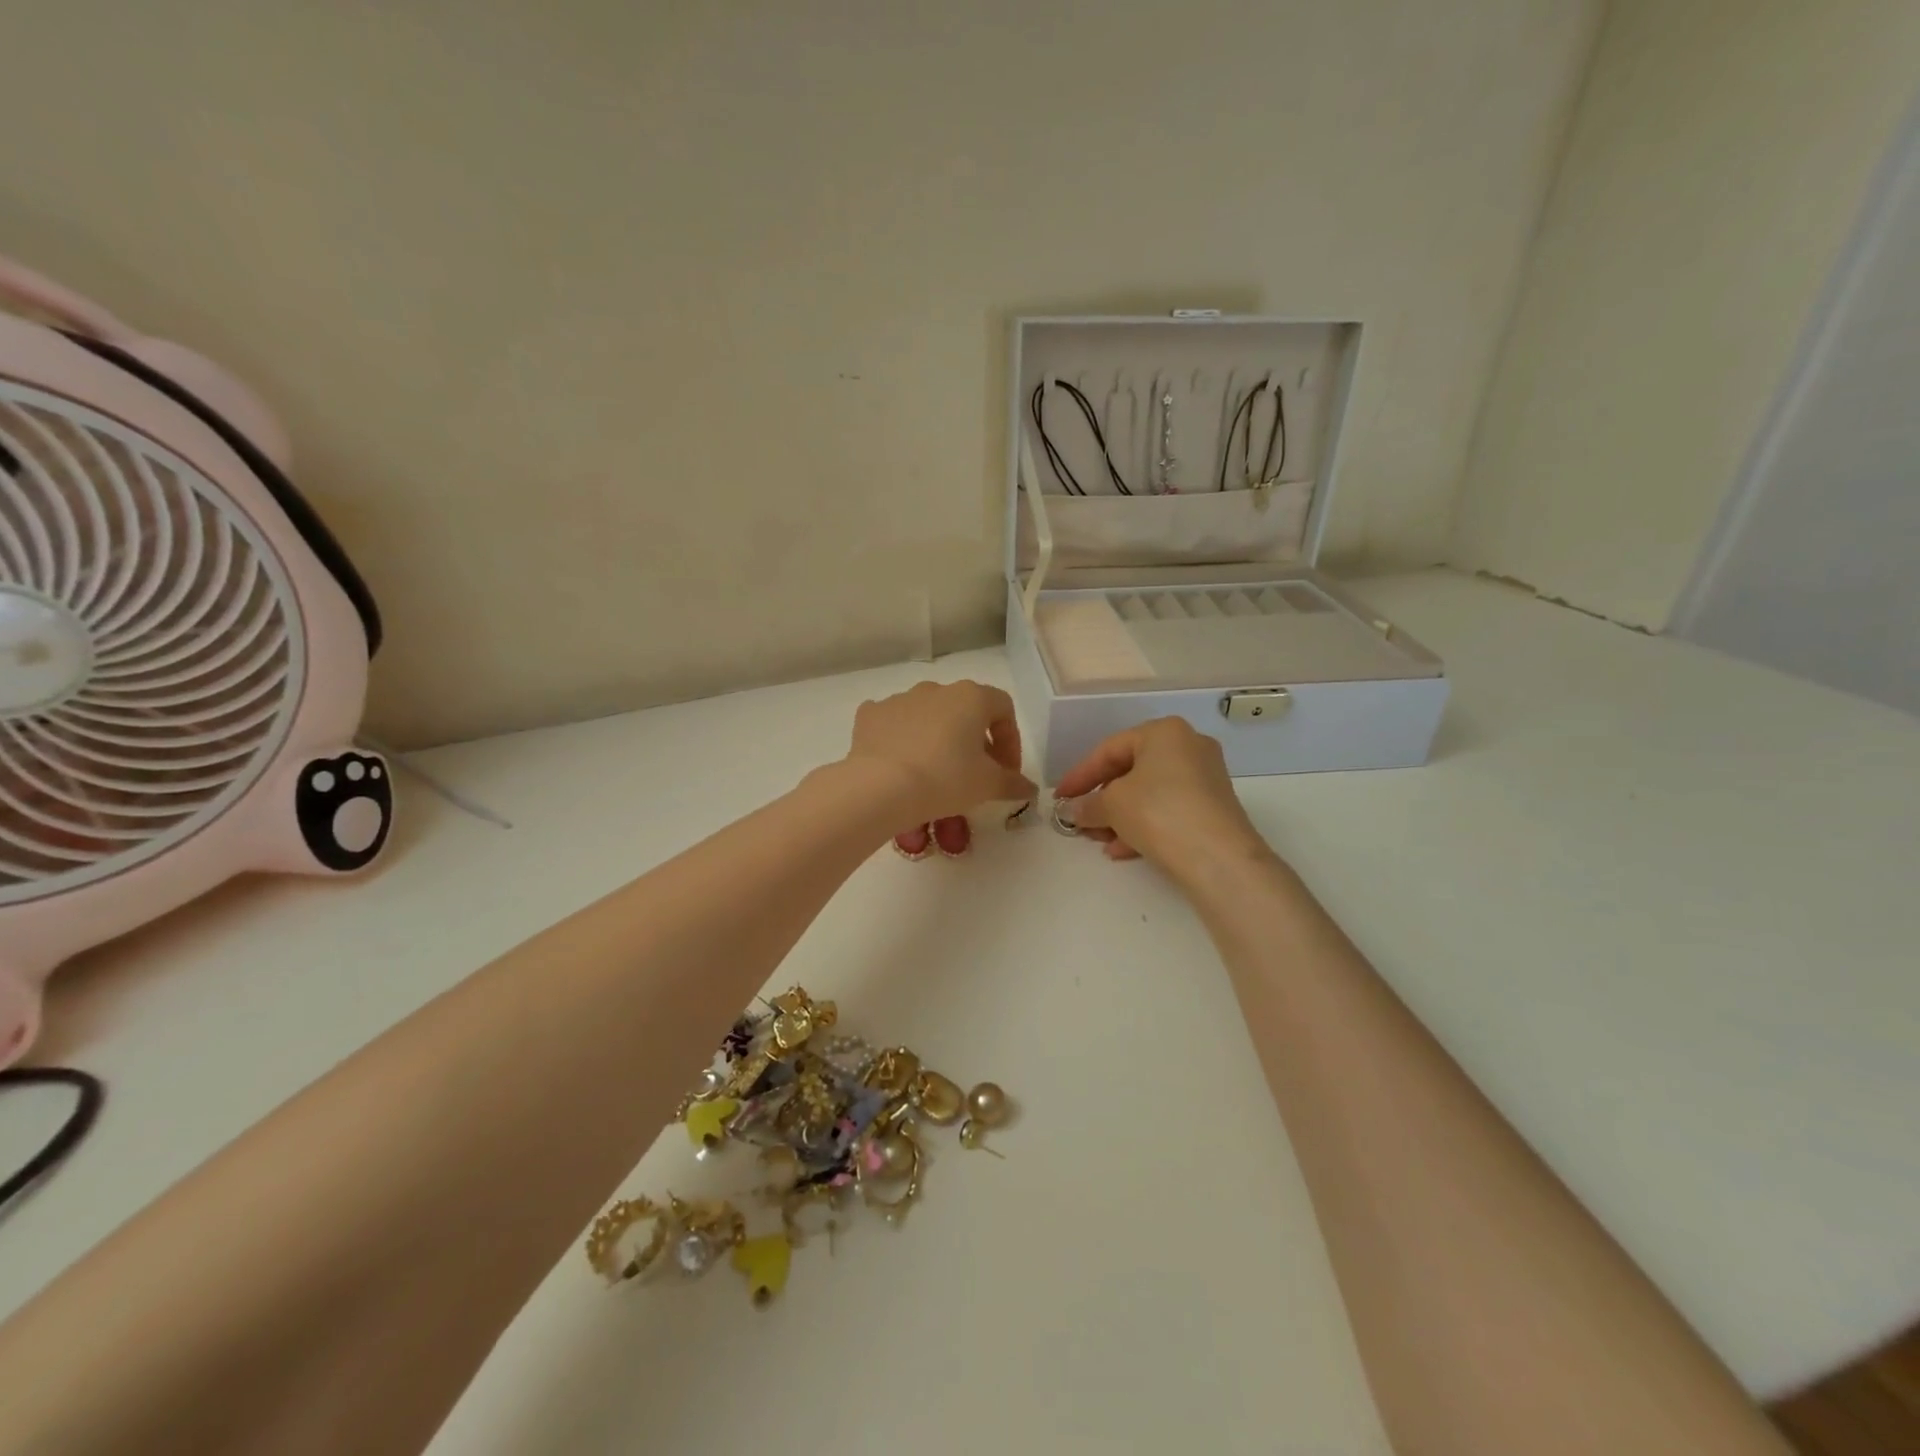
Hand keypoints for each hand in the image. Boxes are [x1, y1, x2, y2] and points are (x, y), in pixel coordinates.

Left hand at [843, 680, 1035, 827]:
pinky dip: (902, 739)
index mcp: (971, 697)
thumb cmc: (945, 779)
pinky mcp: (871, 714)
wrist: (880, 787)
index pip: (1003, 709)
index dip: (1010, 740)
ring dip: (938, 738)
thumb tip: (1029, 788)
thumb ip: (1013, 783)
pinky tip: (902, 765)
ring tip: (935, 773)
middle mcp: (936, 689)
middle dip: (974, 740)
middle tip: (975, 774)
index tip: (1006, 771)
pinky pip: (894, 723)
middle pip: (964, 710)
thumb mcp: (987, 785)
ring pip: (928, 716)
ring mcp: (900, 698)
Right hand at [1054, 718, 1274, 882]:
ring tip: (1098, 840)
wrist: (1218, 857)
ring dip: (1119, 817)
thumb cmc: (1158, 812)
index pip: (1110, 750)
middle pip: (1131, 772)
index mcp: (1164, 732)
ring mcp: (1205, 779)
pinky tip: (1122, 851)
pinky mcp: (1213, 809)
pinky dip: (1143, 826)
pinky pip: (1168, 811)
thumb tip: (1071, 811)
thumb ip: (1087, 805)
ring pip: (1149, 794)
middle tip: (1080, 821)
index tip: (1059, 798)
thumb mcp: (1111, 805)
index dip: (1080, 775)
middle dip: (1101, 800)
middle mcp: (1189, 747)